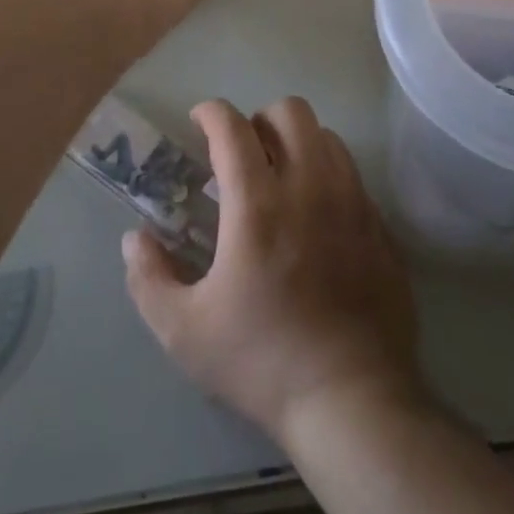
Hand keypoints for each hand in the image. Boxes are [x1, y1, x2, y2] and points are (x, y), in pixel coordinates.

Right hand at [122, 97, 422, 442]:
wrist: (353, 401)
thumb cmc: (262, 361)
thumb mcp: (184, 331)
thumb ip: (149, 277)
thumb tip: (134, 240)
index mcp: (257, 204)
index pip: (233, 127)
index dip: (211, 112)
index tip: (199, 121)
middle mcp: (309, 186)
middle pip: (290, 112)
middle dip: (259, 120)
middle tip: (242, 155)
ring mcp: (352, 202)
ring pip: (327, 136)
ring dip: (297, 143)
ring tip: (281, 179)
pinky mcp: (379, 225)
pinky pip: (352, 174)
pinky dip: (328, 175)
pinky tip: (316, 216)